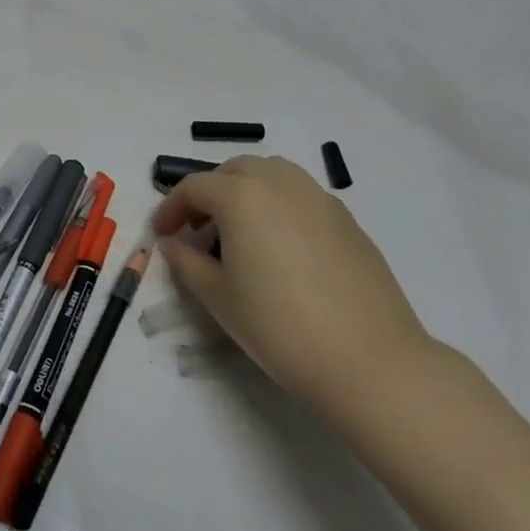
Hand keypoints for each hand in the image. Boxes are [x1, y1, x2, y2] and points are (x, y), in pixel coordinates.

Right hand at [151, 156, 434, 415]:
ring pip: (273, 174)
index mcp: (242, 197)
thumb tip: (172, 243)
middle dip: (209, 192)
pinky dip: (278, 205)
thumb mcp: (217, 297)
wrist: (368, 360)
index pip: (194, 187)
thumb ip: (186, 262)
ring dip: (246, 190)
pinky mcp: (348, 220)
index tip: (162, 235)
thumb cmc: (278, 326)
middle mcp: (281, 184)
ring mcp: (320, 199)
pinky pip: (302, 195)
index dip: (170, 208)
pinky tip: (279, 247)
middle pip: (235, 170)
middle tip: (197, 228)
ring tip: (239, 231)